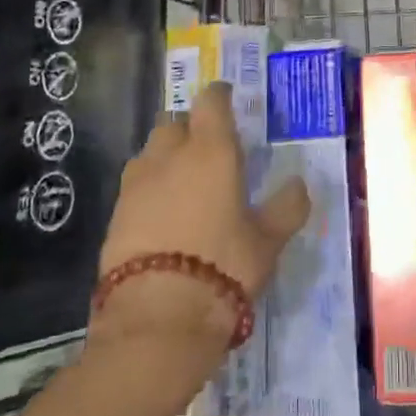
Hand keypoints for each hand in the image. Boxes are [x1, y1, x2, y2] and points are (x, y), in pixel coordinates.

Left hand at [92, 84, 310, 366]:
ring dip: (165, 158)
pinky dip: (148, 190)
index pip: (211, 102)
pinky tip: (161, 215)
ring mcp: (137, 184)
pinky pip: (134, 187)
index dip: (219, 96)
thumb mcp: (268, 242)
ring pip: (150, 153)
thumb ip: (287, 208)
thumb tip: (300, 185)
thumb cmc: (223, 268)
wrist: (157, 318)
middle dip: (189, 128)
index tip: (227, 99)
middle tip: (207, 149)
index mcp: (211, 151)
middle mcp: (170, 156)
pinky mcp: (115, 214)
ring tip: (182, 183)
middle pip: (174, 123)